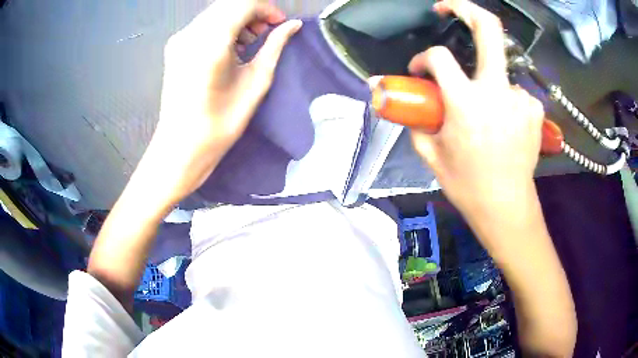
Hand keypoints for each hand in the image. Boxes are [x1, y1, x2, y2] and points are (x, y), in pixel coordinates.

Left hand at [145, 0, 301, 203]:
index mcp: (212, 42)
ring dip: (239, 18)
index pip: (245, 3)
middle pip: (229, 4)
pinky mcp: (175, 46)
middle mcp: (191, 33)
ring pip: (217, 12)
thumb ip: (274, 46)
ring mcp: (180, 39)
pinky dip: (223, 27)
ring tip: (250, 42)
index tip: (280, 24)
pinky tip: (230, 47)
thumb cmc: (220, 123)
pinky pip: (205, 24)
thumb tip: (293, 25)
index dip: (268, 8)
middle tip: (267, 33)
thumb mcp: (256, 83)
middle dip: (254, 12)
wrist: (181, 147)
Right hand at [408, 0, 544, 227]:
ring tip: (487, 111)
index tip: (420, 70)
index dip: (423, 58)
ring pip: (499, 70)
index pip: (438, 57)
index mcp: (466, 102)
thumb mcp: (431, 154)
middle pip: (488, 28)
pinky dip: (505, 99)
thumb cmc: (467, 184)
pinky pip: (515, 91)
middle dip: (465, 8)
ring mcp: (521, 97)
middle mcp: (496, 91)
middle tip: (448, 7)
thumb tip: (400, 97)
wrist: (506, 206)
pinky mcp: (535, 109)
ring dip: (488, 81)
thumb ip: (413, 119)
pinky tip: (504, 121)